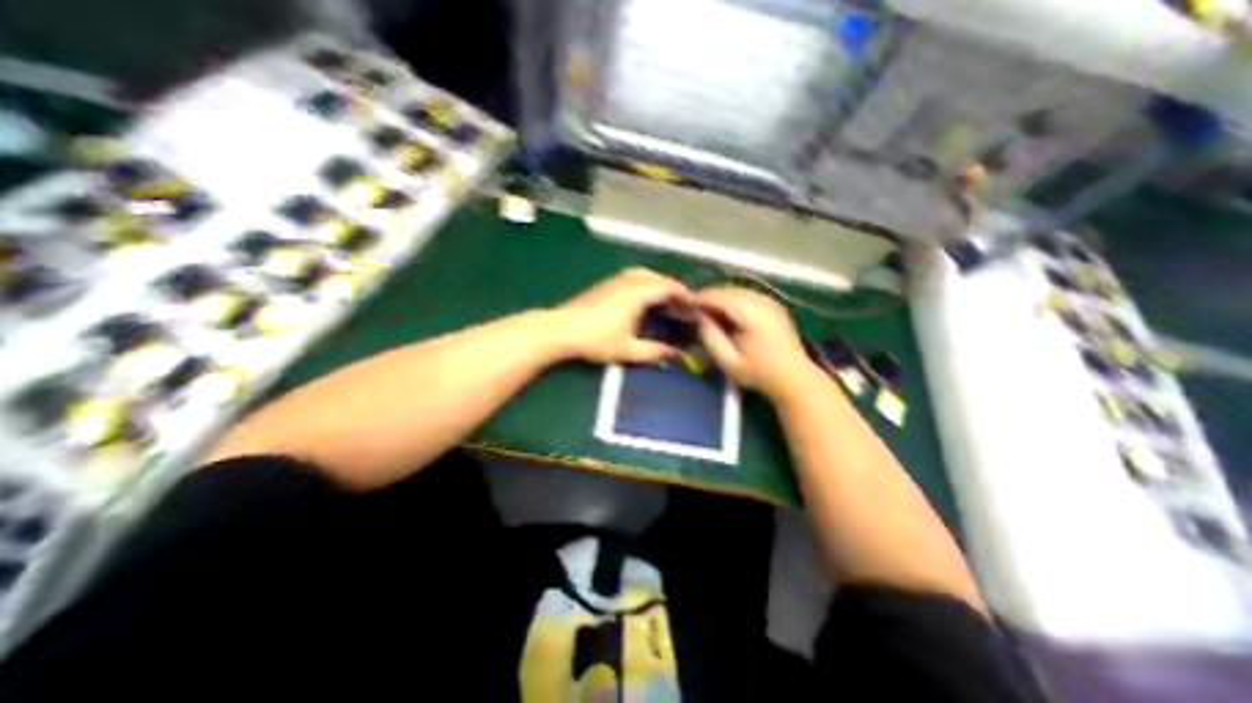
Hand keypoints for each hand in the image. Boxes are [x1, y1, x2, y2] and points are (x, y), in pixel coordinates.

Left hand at [558, 265, 694, 362]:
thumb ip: (653, 351)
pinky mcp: (604, 284)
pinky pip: (631, 277)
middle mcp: (629, 280)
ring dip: (656, 283)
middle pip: (657, 277)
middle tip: (680, 304)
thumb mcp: (628, 349)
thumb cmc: (597, 339)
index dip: (684, 294)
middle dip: (671, 288)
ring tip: (662, 300)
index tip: (694, 304)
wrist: (561, 329)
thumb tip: (674, 354)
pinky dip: (643, 284)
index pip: (668, 286)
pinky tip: (640, 299)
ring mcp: (614, 280)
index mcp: (638, 292)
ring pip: (643, 274)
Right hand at [689, 283, 816, 400]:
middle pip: (729, 290)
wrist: (794, 378)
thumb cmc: (758, 374)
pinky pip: (747, 296)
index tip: (684, 305)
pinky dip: (732, 300)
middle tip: (692, 308)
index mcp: (753, 314)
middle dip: (709, 297)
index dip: (700, 298)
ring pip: (738, 291)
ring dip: (720, 298)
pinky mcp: (774, 305)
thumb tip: (698, 316)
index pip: (720, 297)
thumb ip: (710, 336)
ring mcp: (771, 301)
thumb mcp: (728, 361)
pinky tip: (725, 312)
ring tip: (706, 310)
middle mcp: (763, 302)